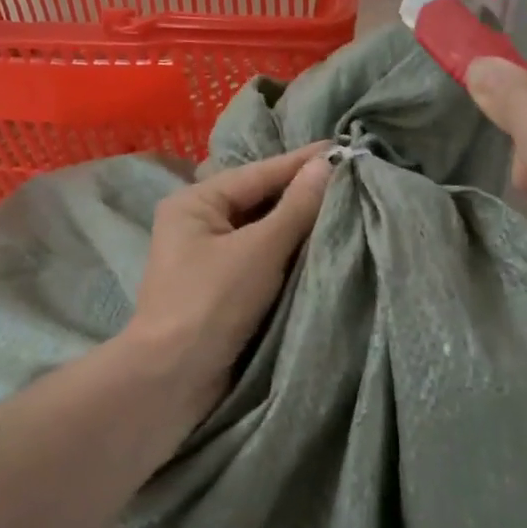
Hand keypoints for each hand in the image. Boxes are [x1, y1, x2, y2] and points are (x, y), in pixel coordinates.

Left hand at [120, 144, 333, 404]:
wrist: (172, 380)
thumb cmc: (211, 303)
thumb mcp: (259, 250)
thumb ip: (296, 207)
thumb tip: (328, 164)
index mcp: (196, 203)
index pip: (260, 173)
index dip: (304, 162)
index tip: (346, 147)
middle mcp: (199, 223)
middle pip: (260, 200)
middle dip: (304, 193)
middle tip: (354, 179)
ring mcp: (209, 258)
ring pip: (263, 231)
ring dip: (300, 224)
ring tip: (348, 207)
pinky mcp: (222, 289)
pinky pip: (263, 258)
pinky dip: (290, 253)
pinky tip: (322, 246)